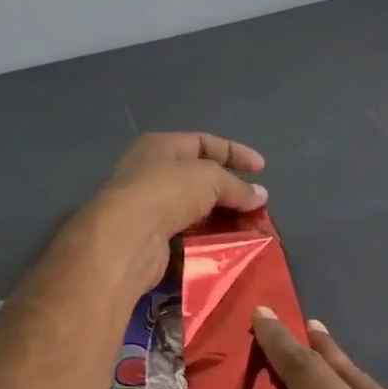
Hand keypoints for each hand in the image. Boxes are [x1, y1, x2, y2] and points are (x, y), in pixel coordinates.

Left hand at [71, 132, 267, 294]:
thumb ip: (237, 186)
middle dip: (231, 190)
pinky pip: (186, 235)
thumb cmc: (166, 192)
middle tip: (257, 204)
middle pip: (200, 178)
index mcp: (161, 146)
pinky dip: (207, 239)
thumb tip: (260, 195)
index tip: (262, 169)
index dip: (235, 152)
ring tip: (249, 228)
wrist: (126, 239)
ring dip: (221, 218)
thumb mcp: (209, 178)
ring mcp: (149, 207)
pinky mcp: (150, 239)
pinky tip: (228, 246)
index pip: (204, 142)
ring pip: (194, 209)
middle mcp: (151, 172)